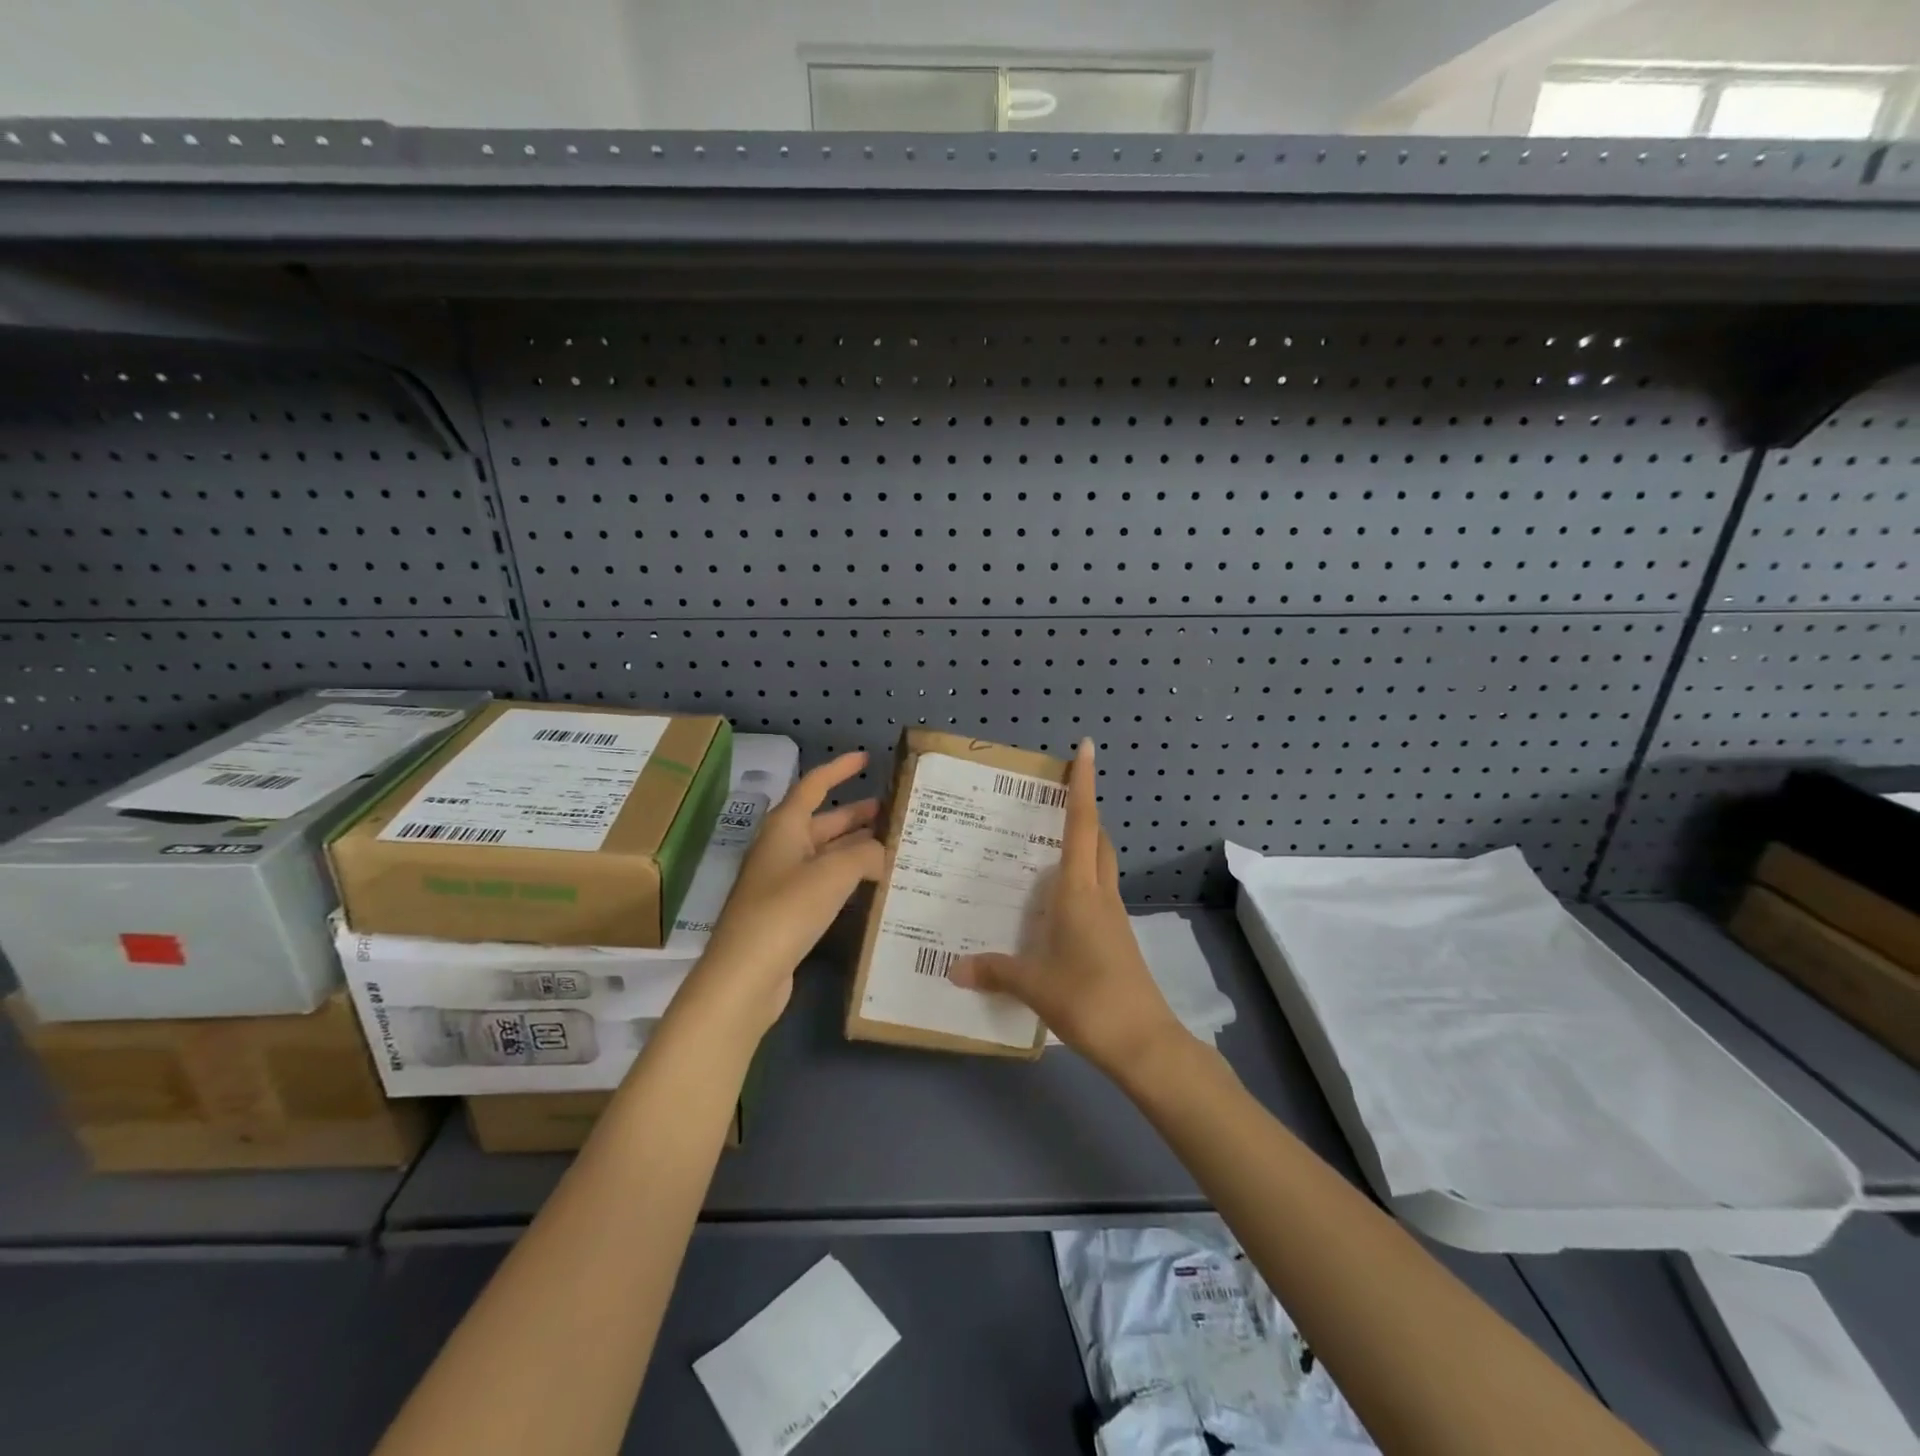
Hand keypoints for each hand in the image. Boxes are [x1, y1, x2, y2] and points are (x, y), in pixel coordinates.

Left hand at [680, 751, 884, 1037]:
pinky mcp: (789, 912)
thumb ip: (866, 854)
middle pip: (824, 821)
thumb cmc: (786, 910)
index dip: (839, 769)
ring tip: (896, 847)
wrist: (745, 975)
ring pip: (827, 854)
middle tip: (896, 813)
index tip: (866, 759)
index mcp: (785, 827)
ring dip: (858, 848)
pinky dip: (850, 877)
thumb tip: (883, 852)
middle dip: (858, 815)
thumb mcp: (833, 873)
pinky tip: (875, 885)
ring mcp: (783, 882)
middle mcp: (782, 848)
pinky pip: (825, 882)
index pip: (814, 786)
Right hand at [950, 739, 1186, 1075]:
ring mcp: (1114, 915)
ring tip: (1048, 844)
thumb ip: (993, 971)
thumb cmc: (1088, 999)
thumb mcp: (1033, 985)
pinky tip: (1058, 901)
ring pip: (1102, 863)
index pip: (1081, 824)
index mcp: (1079, 891)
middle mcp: (1099, 893)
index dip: (1083, 785)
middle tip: (1054, 798)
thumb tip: (954, 968)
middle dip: (1083, 810)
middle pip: (1097, 838)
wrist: (1144, 1041)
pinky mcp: (1119, 936)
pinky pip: (1099, 891)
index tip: (1086, 749)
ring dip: (1084, 844)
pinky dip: (1082, 879)